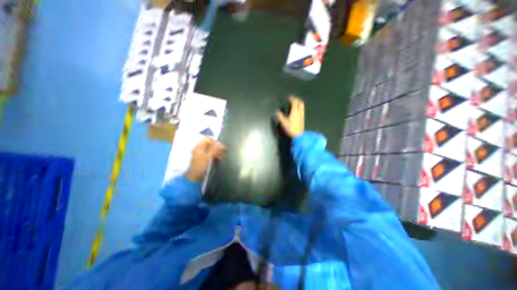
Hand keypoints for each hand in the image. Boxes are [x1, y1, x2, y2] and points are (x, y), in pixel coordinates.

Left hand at [187, 137, 224, 180]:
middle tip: (224, 151)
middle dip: (217, 147)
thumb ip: (215, 149)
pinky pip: (211, 154)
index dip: (215, 141)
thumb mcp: (208, 157)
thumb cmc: (201, 166)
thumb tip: (221, 144)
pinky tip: (220, 159)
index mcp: (199, 147)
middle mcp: (199, 149)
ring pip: (211, 150)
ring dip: (217, 152)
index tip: (221, 146)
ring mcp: (201, 154)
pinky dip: (215, 156)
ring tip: (222, 157)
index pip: (207, 139)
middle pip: (210, 144)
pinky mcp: (204, 159)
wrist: (195, 177)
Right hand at [276, 97, 302, 137]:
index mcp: (295, 111)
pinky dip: (299, 107)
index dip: (292, 98)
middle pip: (300, 102)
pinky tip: (296, 110)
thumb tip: (276, 111)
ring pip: (302, 106)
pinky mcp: (303, 118)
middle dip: (296, 99)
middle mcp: (300, 111)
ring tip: (294, 104)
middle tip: (292, 99)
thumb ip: (280, 116)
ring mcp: (302, 115)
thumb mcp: (283, 122)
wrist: (298, 135)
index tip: (288, 97)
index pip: (295, 102)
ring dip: (298, 103)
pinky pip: (302, 110)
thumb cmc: (291, 128)